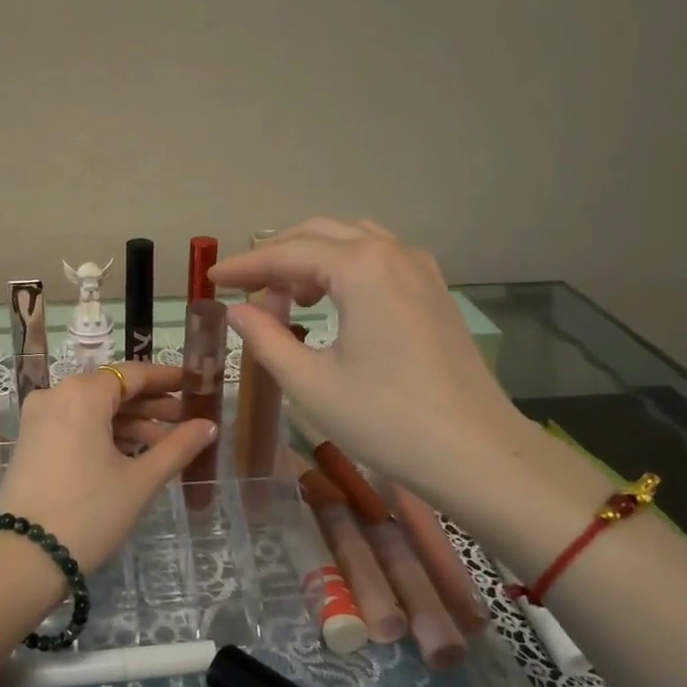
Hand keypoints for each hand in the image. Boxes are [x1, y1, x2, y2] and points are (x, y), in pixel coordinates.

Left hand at [0, 363, 218, 573]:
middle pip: (111, 390)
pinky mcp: (31, 442)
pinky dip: (104, 435)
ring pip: (93, 410)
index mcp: (82, 394)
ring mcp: (39, 419)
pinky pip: (75, 425)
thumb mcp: (140, 480)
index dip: (166, 378)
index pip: (132, 373)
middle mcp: (56, 395)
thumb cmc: (89, 512)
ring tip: (166, 446)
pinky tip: (132, 455)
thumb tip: (209, 425)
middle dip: (150, 405)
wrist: (24, 557)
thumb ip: (177, 447)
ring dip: (129, 423)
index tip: (193, 384)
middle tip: (186, 421)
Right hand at [209, 218, 531, 510]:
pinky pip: (379, 259)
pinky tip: (331, 305)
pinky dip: (344, 269)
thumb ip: (265, 338)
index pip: (286, 253)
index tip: (211, 279)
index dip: (244, 266)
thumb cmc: (385, 420)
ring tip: (287, 300)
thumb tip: (237, 310)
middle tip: (245, 293)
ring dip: (311, 259)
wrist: (475, 453)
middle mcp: (393, 253)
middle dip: (276, 257)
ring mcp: (421, 269)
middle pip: (320, 233)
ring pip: (352, 241)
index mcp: (361, 268)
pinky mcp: (434, 292)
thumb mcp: (310, 383)